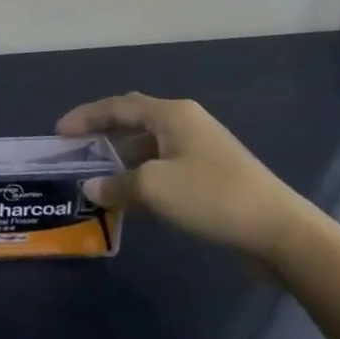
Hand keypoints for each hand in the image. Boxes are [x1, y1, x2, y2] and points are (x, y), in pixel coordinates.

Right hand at [56, 94, 313, 263]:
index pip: (117, 106)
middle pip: (133, 120)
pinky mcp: (212, 174)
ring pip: (149, 146)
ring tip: (97, 177)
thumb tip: (91, 188)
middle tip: (76, 149)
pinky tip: (131, 196)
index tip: (59, 133)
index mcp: (171, 114)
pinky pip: (164, 165)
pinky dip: (142, 175)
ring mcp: (202, 148)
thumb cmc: (211, 197)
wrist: (280, 233)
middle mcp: (185, 123)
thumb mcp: (154, 189)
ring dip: (122, 159)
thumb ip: (116, 185)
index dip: (85, 117)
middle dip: (103, 133)